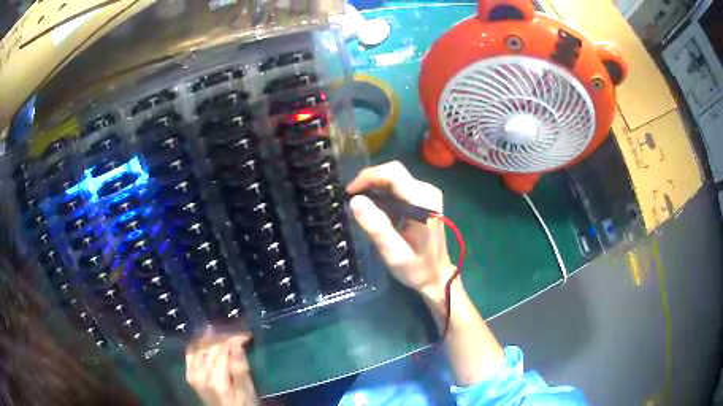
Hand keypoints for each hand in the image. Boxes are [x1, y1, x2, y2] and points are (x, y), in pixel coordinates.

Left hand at [186, 333, 258, 405]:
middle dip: (224, 337)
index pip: (222, 349)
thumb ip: (240, 369)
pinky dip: (199, 345)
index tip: (246, 335)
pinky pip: (191, 353)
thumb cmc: (242, 404)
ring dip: (212, 339)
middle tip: (238, 335)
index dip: (234, 339)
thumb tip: (237, 345)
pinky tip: (207, 342)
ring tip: (225, 337)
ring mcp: (192, 374)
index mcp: (216, 379)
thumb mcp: (247, 390)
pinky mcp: (189, 374)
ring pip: (199, 347)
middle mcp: (200, 374)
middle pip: (210, 346)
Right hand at [347, 161, 455, 300]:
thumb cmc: (416, 268)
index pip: (393, 174)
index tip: (350, 192)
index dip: (368, 177)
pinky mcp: (424, 198)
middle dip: (369, 181)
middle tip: (351, 199)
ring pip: (395, 178)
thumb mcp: (393, 253)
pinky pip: (399, 187)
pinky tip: (375, 209)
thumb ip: (376, 226)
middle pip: (393, 172)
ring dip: (375, 187)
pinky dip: (383, 193)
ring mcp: (427, 194)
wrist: (437, 275)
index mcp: (423, 202)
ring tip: (360, 205)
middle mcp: (428, 192)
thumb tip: (355, 200)